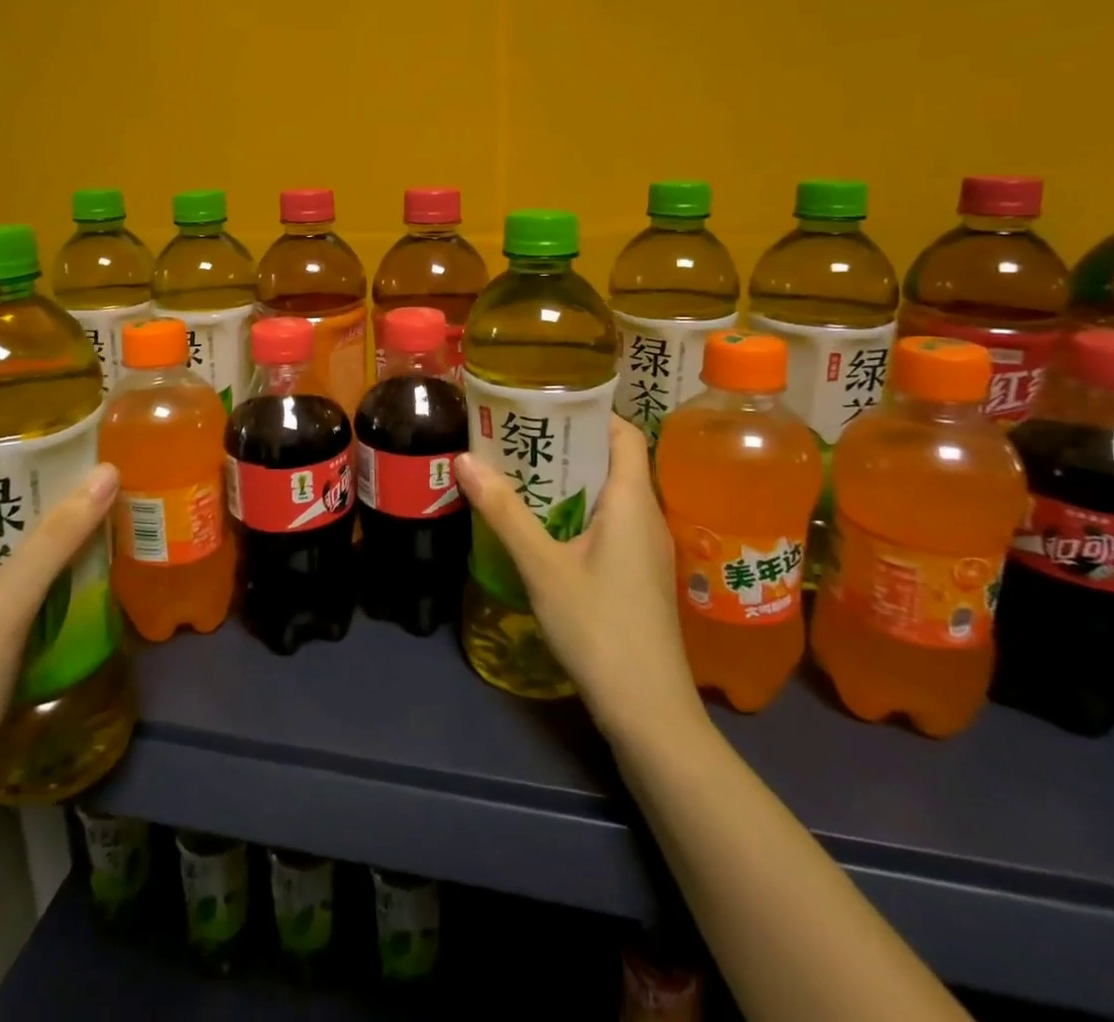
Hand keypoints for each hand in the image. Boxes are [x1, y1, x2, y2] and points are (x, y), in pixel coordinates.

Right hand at [455, 416, 702, 743]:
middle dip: (567, 443)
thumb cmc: (599, 628)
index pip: (623, 432)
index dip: (589, 411)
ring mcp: (646, 548)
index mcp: (632, 500)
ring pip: (608, 493)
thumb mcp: (543, 567)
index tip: (543, 402)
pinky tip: (542, 523)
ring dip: (569, 478)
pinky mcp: (638, 574)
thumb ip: (504, 511)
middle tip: (516, 434)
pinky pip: (608, 522)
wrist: (649, 711)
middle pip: (612, 459)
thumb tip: (464, 458)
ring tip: (520, 470)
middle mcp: (646, 515)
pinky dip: (576, 509)